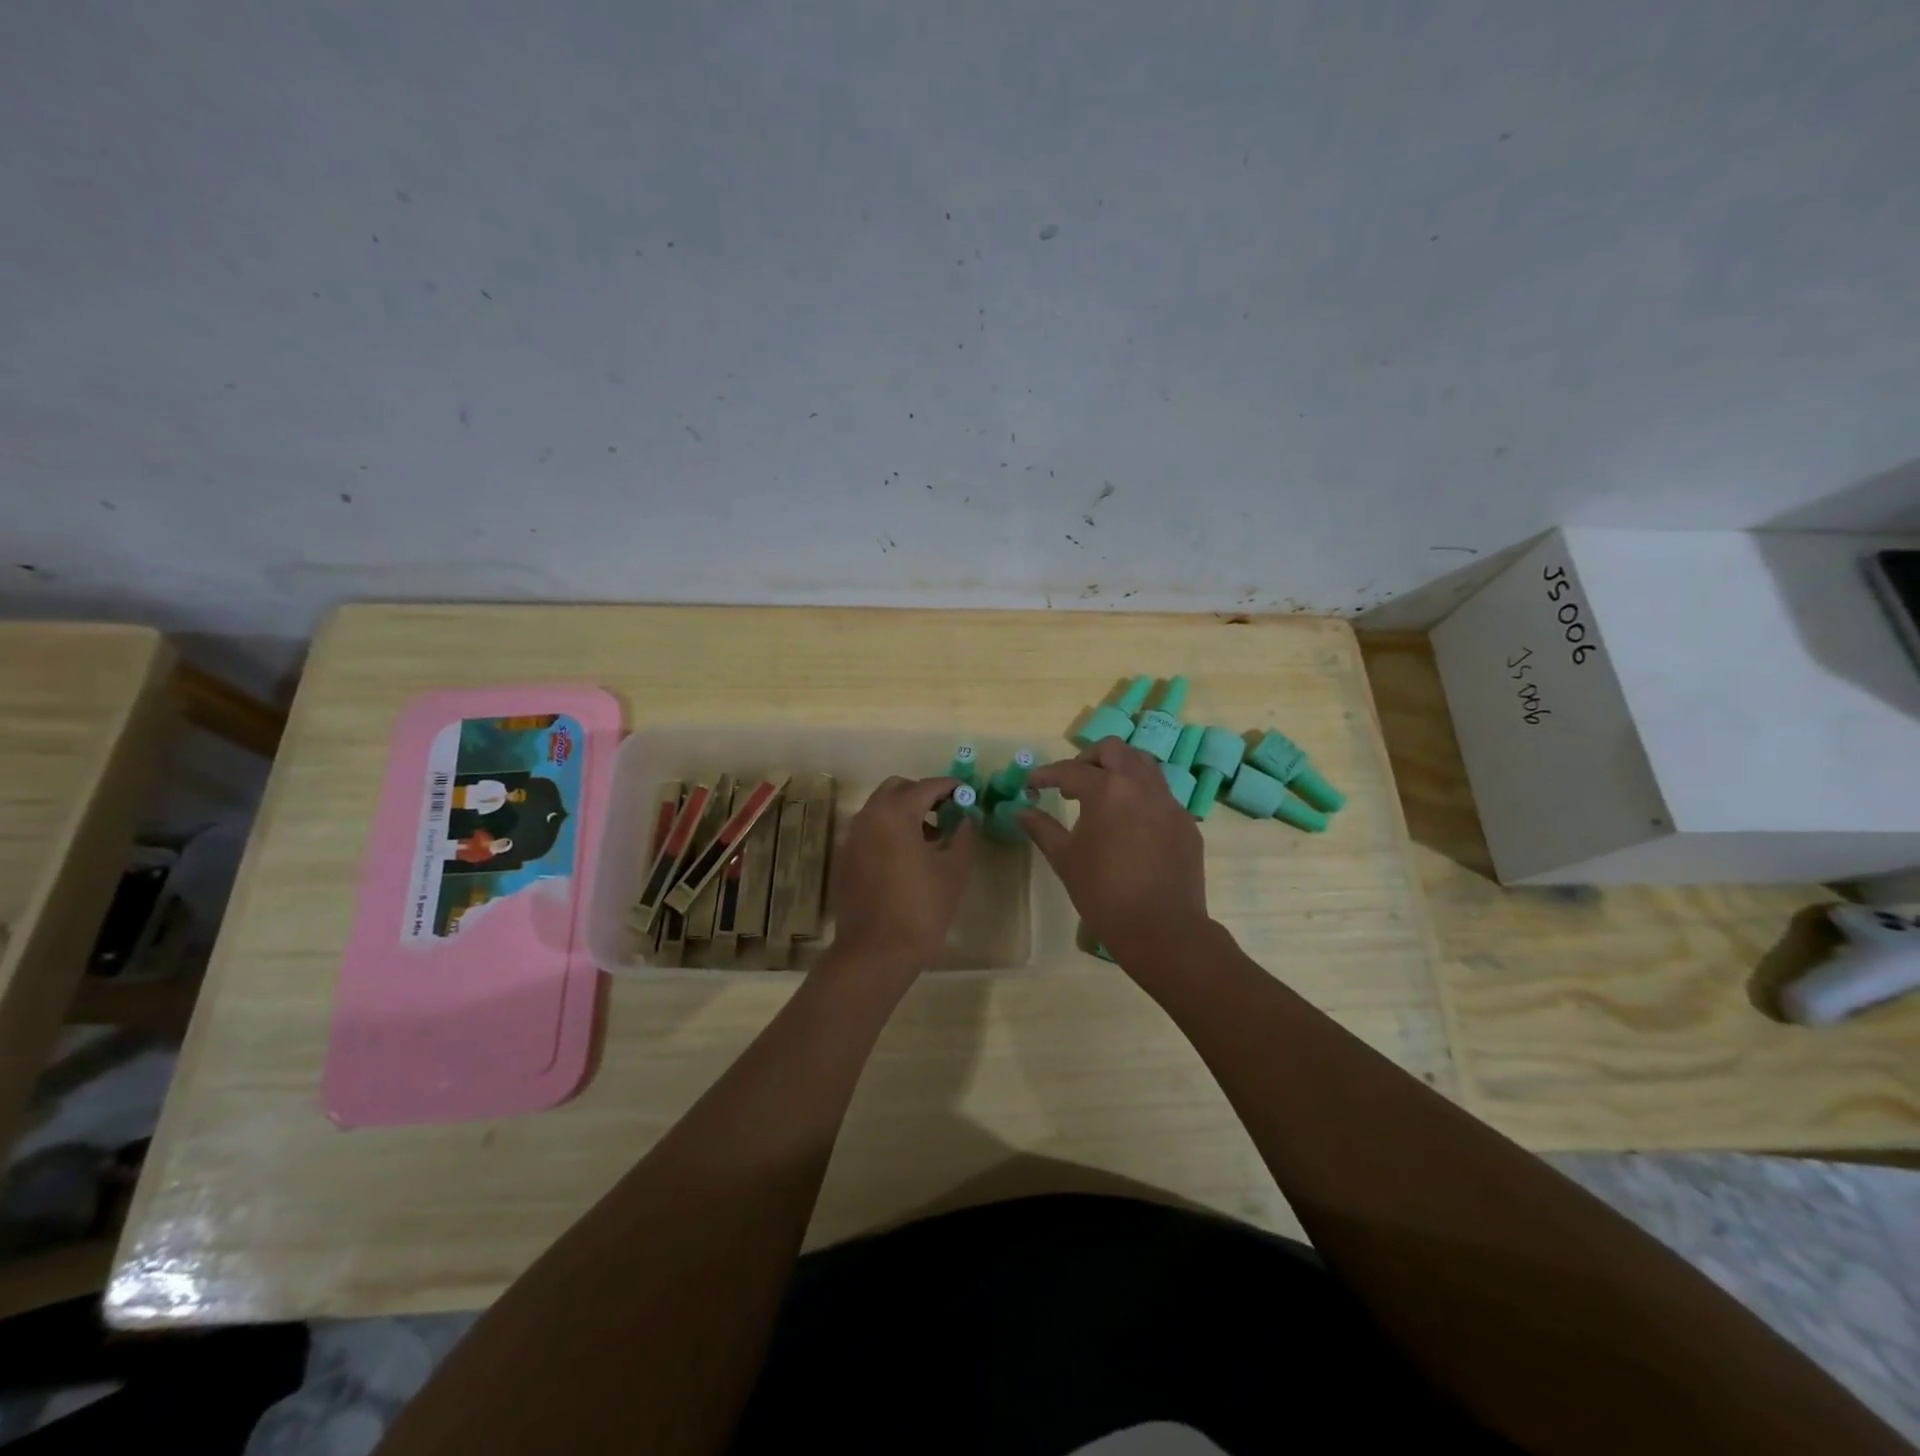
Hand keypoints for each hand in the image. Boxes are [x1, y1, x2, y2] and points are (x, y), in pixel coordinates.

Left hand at [829, 776, 975, 973]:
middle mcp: (868, 817)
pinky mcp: (844, 859)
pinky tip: (906, 858)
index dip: (950, 787)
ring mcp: (851, 838)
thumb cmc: (921, 908)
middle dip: (923, 794)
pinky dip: (888, 832)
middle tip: (947, 812)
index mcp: (895, 813)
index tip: (967, 794)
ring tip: (931, 838)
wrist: (876, 952)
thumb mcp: (954, 870)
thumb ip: (963, 835)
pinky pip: (869, 831)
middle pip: (897, 789)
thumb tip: (965, 818)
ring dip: (905, 812)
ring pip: (880, 809)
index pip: (926, 786)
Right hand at [1018, 739, 1210, 963]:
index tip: (1032, 785)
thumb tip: (1019, 810)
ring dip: (1119, 770)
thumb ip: (1041, 828)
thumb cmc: (1103, 894)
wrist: (1161, 929)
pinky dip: (1141, 796)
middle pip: (1113, 750)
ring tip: (1103, 797)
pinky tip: (1130, 824)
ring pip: (1143, 765)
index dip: (1046, 775)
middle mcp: (1140, 785)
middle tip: (1072, 784)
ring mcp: (1168, 802)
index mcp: (1107, 790)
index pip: (1070, 770)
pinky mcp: (1186, 822)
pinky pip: (1161, 794)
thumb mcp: (1065, 859)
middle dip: (1088, 759)